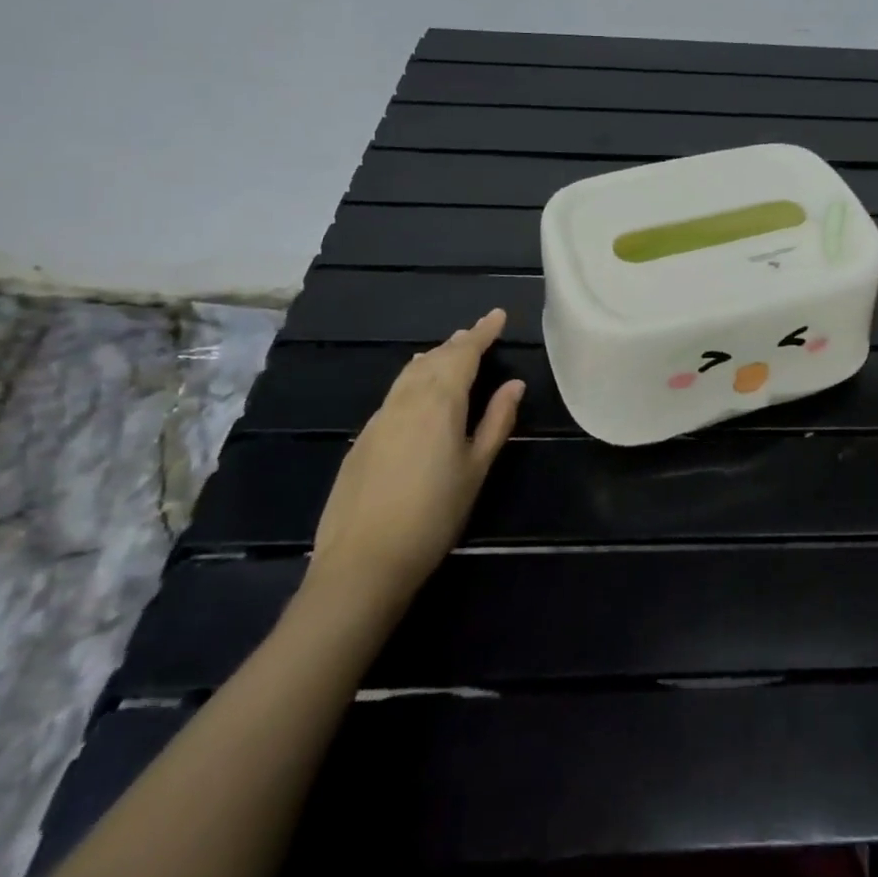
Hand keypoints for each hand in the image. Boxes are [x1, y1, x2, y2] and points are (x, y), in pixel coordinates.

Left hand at [307, 308, 524, 607]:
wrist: (362, 562)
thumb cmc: (434, 515)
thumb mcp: (477, 468)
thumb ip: (497, 421)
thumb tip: (514, 385)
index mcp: (439, 401)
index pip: (464, 354)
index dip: (482, 332)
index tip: (497, 315)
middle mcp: (406, 400)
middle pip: (435, 359)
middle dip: (458, 343)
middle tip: (477, 333)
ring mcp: (379, 418)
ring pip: (410, 374)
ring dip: (433, 358)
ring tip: (449, 352)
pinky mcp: (363, 439)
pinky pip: (395, 393)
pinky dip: (413, 379)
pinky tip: (417, 391)